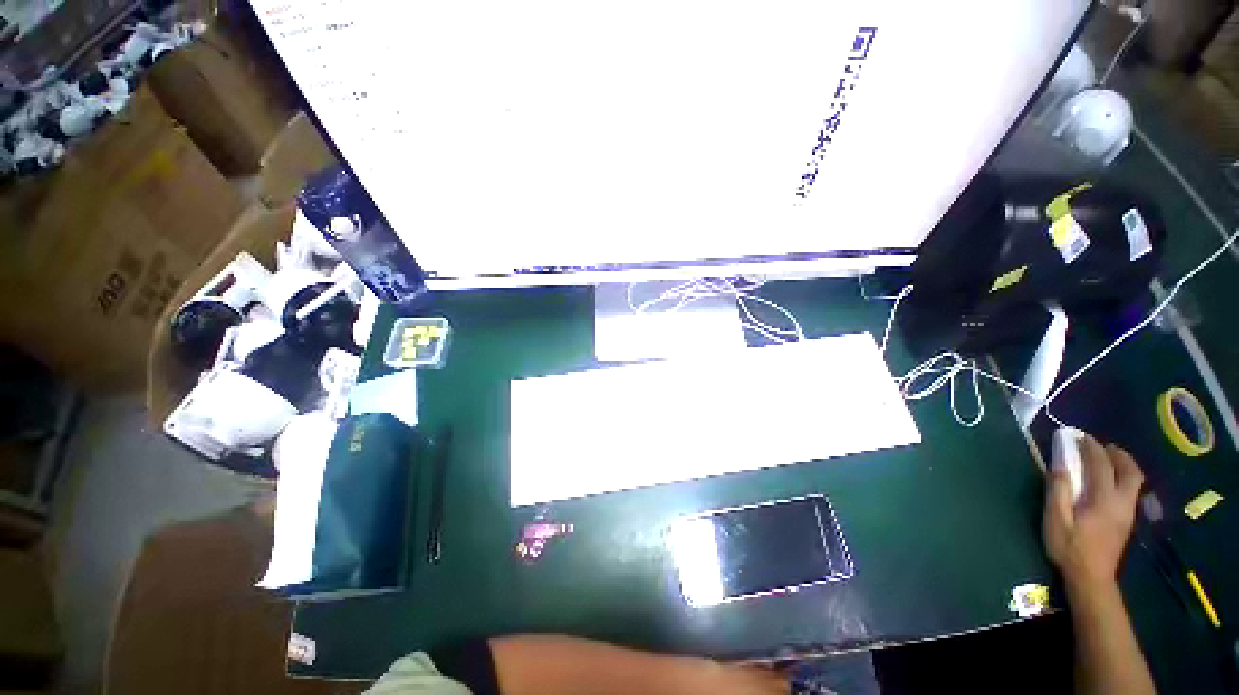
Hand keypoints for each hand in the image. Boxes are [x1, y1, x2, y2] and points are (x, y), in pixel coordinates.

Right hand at [1043, 434, 1143, 590]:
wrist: (1092, 579)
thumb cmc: (1069, 548)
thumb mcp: (1056, 520)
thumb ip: (1059, 492)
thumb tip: (1059, 465)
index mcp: (1103, 499)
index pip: (1100, 465)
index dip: (1091, 448)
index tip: (1079, 436)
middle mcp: (1121, 502)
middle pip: (1129, 470)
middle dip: (1117, 454)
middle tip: (1101, 445)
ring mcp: (1128, 512)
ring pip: (1135, 480)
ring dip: (1123, 464)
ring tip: (1108, 458)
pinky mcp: (1127, 520)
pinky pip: (1131, 490)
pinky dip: (1123, 476)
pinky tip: (1111, 480)